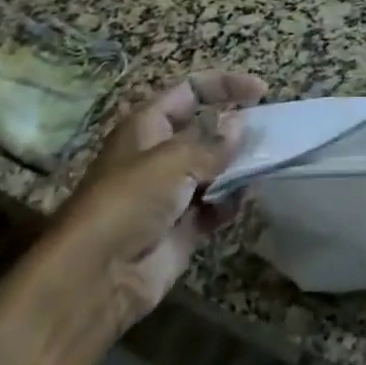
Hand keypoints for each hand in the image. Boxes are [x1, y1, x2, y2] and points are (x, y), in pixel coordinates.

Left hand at [42, 71, 266, 339]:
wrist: (96, 279)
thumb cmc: (129, 201)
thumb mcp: (174, 160)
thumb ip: (213, 143)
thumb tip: (240, 125)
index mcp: (148, 126)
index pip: (191, 90)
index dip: (225, 85)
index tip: (261, 93)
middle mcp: (159, 154)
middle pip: (205, 130)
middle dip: (236, 129)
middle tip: (269, 134)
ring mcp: (171, 193)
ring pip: (215, 168)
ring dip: (238, 167)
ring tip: (264, 165)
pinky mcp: (182, 227)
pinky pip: (215, 205)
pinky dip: (230, 201)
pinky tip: (242, 200)